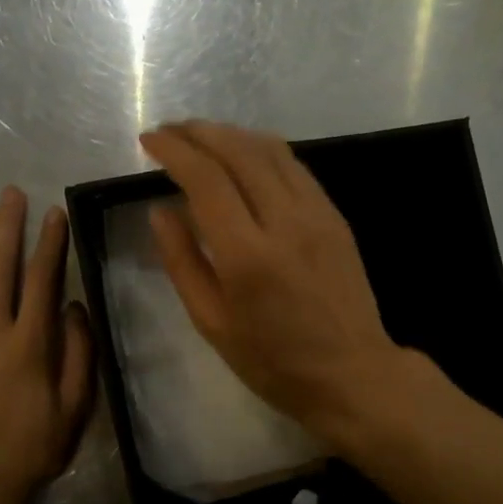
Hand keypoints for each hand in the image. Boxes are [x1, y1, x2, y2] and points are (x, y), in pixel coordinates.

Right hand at [139, 120, 415, 444]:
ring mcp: (317, 214)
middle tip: (170, 131)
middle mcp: (285, 221)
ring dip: (231, 134)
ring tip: (202, 135)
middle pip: (238, 151)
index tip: (149, 140)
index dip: (174, 150)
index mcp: (247, 255)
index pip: (206, 179)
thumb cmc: (273, 361)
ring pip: (271, 150)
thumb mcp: (212, 323)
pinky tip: (246, 154)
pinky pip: (295, 167)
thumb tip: (160, 210)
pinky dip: (263, 149)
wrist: (352, 372)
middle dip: (199, 131)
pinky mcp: (335, 216)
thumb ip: (182, 262)